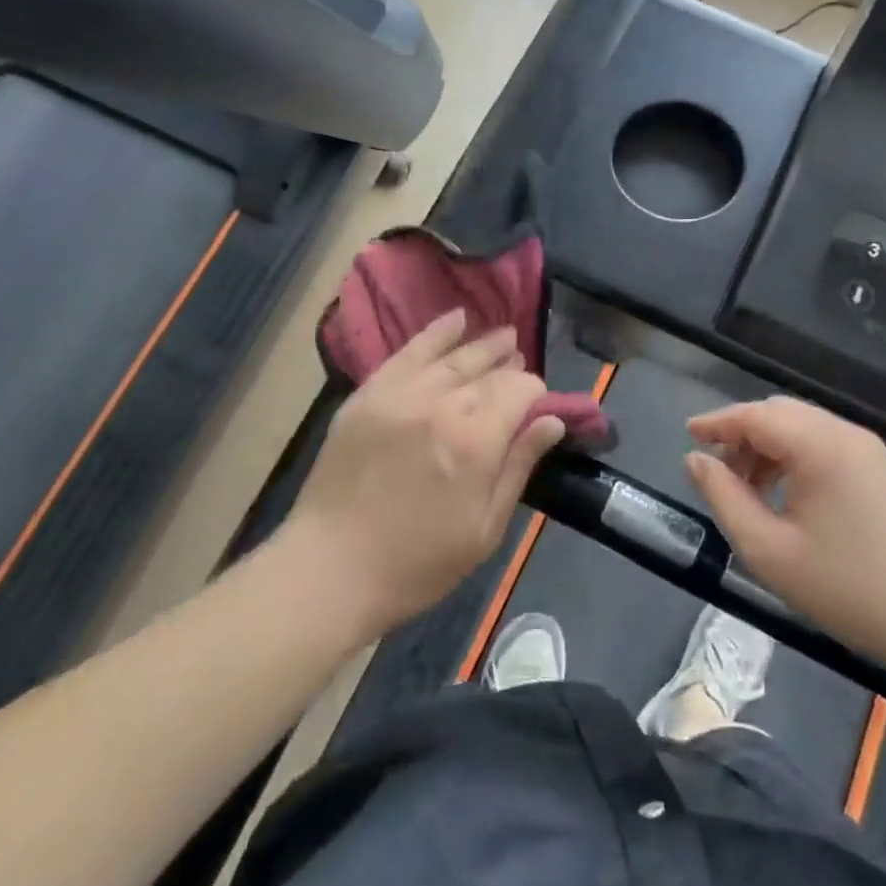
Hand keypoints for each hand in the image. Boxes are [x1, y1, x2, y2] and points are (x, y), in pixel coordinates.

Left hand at [289, 309, 566, 637]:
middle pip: (488, 372)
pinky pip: (409, 352)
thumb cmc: (418, 562)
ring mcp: (401, 394)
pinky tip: (457, 318)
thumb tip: (553, 421)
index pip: (519, 392)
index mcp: (476, 442)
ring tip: (504, 335)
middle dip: (510, 365)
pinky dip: (436, 332)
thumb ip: (519, 467)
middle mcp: (441, 405)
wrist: (331, 567)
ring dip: (482, 344)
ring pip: (452, 357)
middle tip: (521, 360)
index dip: (535, 393)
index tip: (538, 405)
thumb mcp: (484, 529)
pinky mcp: (370, 393)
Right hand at [684, 397, 885, 673]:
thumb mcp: (769, 551)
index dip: (717, 422)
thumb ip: (724, 498)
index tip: (688, 435)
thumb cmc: (850, 590)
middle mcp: (848, 436)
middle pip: (781, 414)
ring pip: (806, 429)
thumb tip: (697, 460)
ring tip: (750, 489)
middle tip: (718, 470)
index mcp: (820, 445)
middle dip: (743, 434)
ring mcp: (874, 453)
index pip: (755, 414)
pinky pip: (830, 447)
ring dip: (770, 447)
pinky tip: (791, 497)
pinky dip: (798, 458)